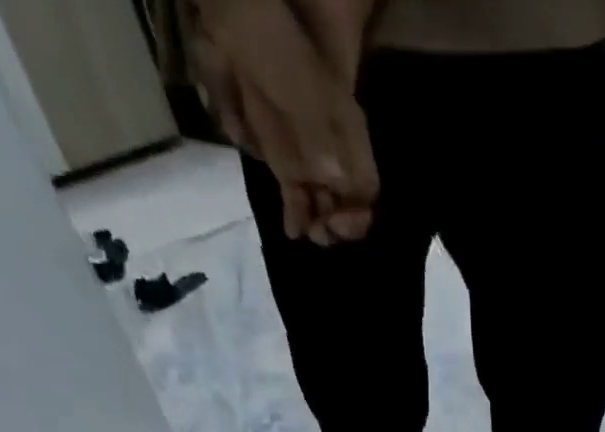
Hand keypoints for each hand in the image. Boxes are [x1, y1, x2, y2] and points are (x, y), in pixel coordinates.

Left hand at [191, 0, 376, 243]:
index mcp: (349, 137)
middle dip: (339, 225)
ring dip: (318, 225)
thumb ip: (321, 139)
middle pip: (349, 204)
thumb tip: (336, 184)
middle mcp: (335, 154)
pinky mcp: (284, 163)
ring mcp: (310, 160)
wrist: (238, 25)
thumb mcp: (304, 94)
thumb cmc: (279, 53)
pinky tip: (293, 231)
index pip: (367, 188)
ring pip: (324, 206)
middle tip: (322, 232)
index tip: (339, 222)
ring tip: (308, 233)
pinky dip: (296, 217)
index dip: (359, 211)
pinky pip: (296, 199)